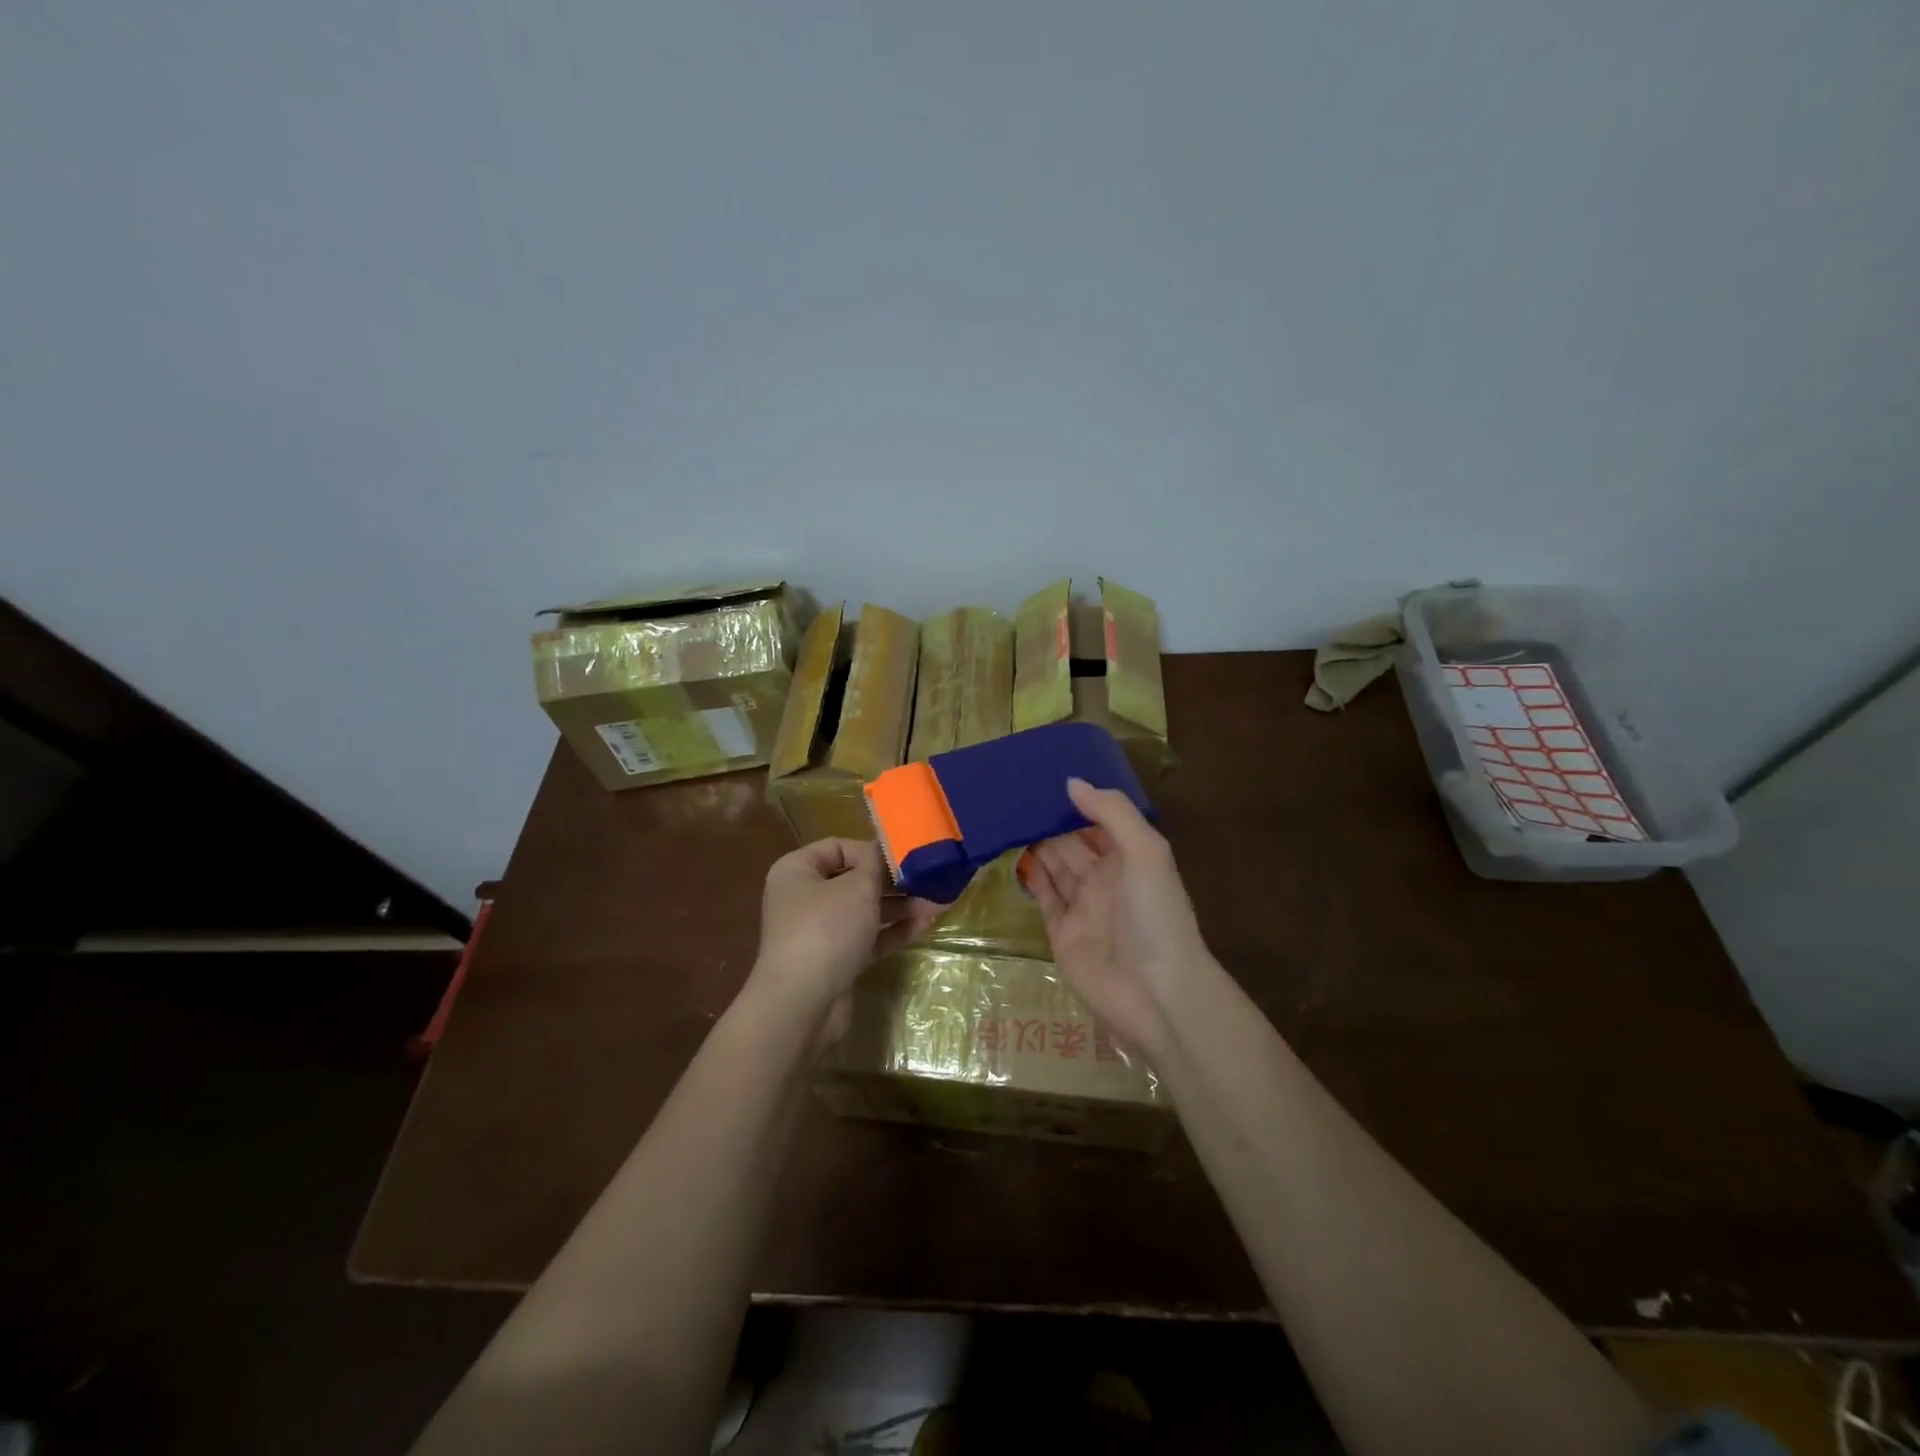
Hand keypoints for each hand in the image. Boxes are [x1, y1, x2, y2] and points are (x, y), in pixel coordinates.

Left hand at [749, 838, 943, 1036]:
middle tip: (929, 880)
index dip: (871, 850)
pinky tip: (923, 925)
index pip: (837, 847)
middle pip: (854, 880)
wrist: (802, 1004)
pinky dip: (893, 931)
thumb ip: (878, 864)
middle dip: (893, 881)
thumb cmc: (826, 929)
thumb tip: (888, 848)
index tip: (903, 857)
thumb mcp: (858, 887)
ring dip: (899, 906)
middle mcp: (804, 898)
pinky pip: (868, 938)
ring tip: (936, 904)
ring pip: (865, 911)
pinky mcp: (835, 961)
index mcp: (797, 871)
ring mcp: (819, 932)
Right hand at [1024, 778, 1212, 1060]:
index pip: (1101, 819)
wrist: (1155, 993)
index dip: (1079, 799)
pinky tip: (1011, 853)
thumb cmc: (1155, 916)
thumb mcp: (1145, 853)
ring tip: (1006, 815)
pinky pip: (1043, 896)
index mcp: (1130, 857)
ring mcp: (1082, 905)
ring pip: (1055, 865)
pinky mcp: (1061, 932)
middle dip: (1050, 818)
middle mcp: (1106, 878)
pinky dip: (1030, 876)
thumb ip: (1112, 813)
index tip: (1047, 774)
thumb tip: (1071, 782)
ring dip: (1036, 842)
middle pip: (1072, 841)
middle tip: (1015, 791)